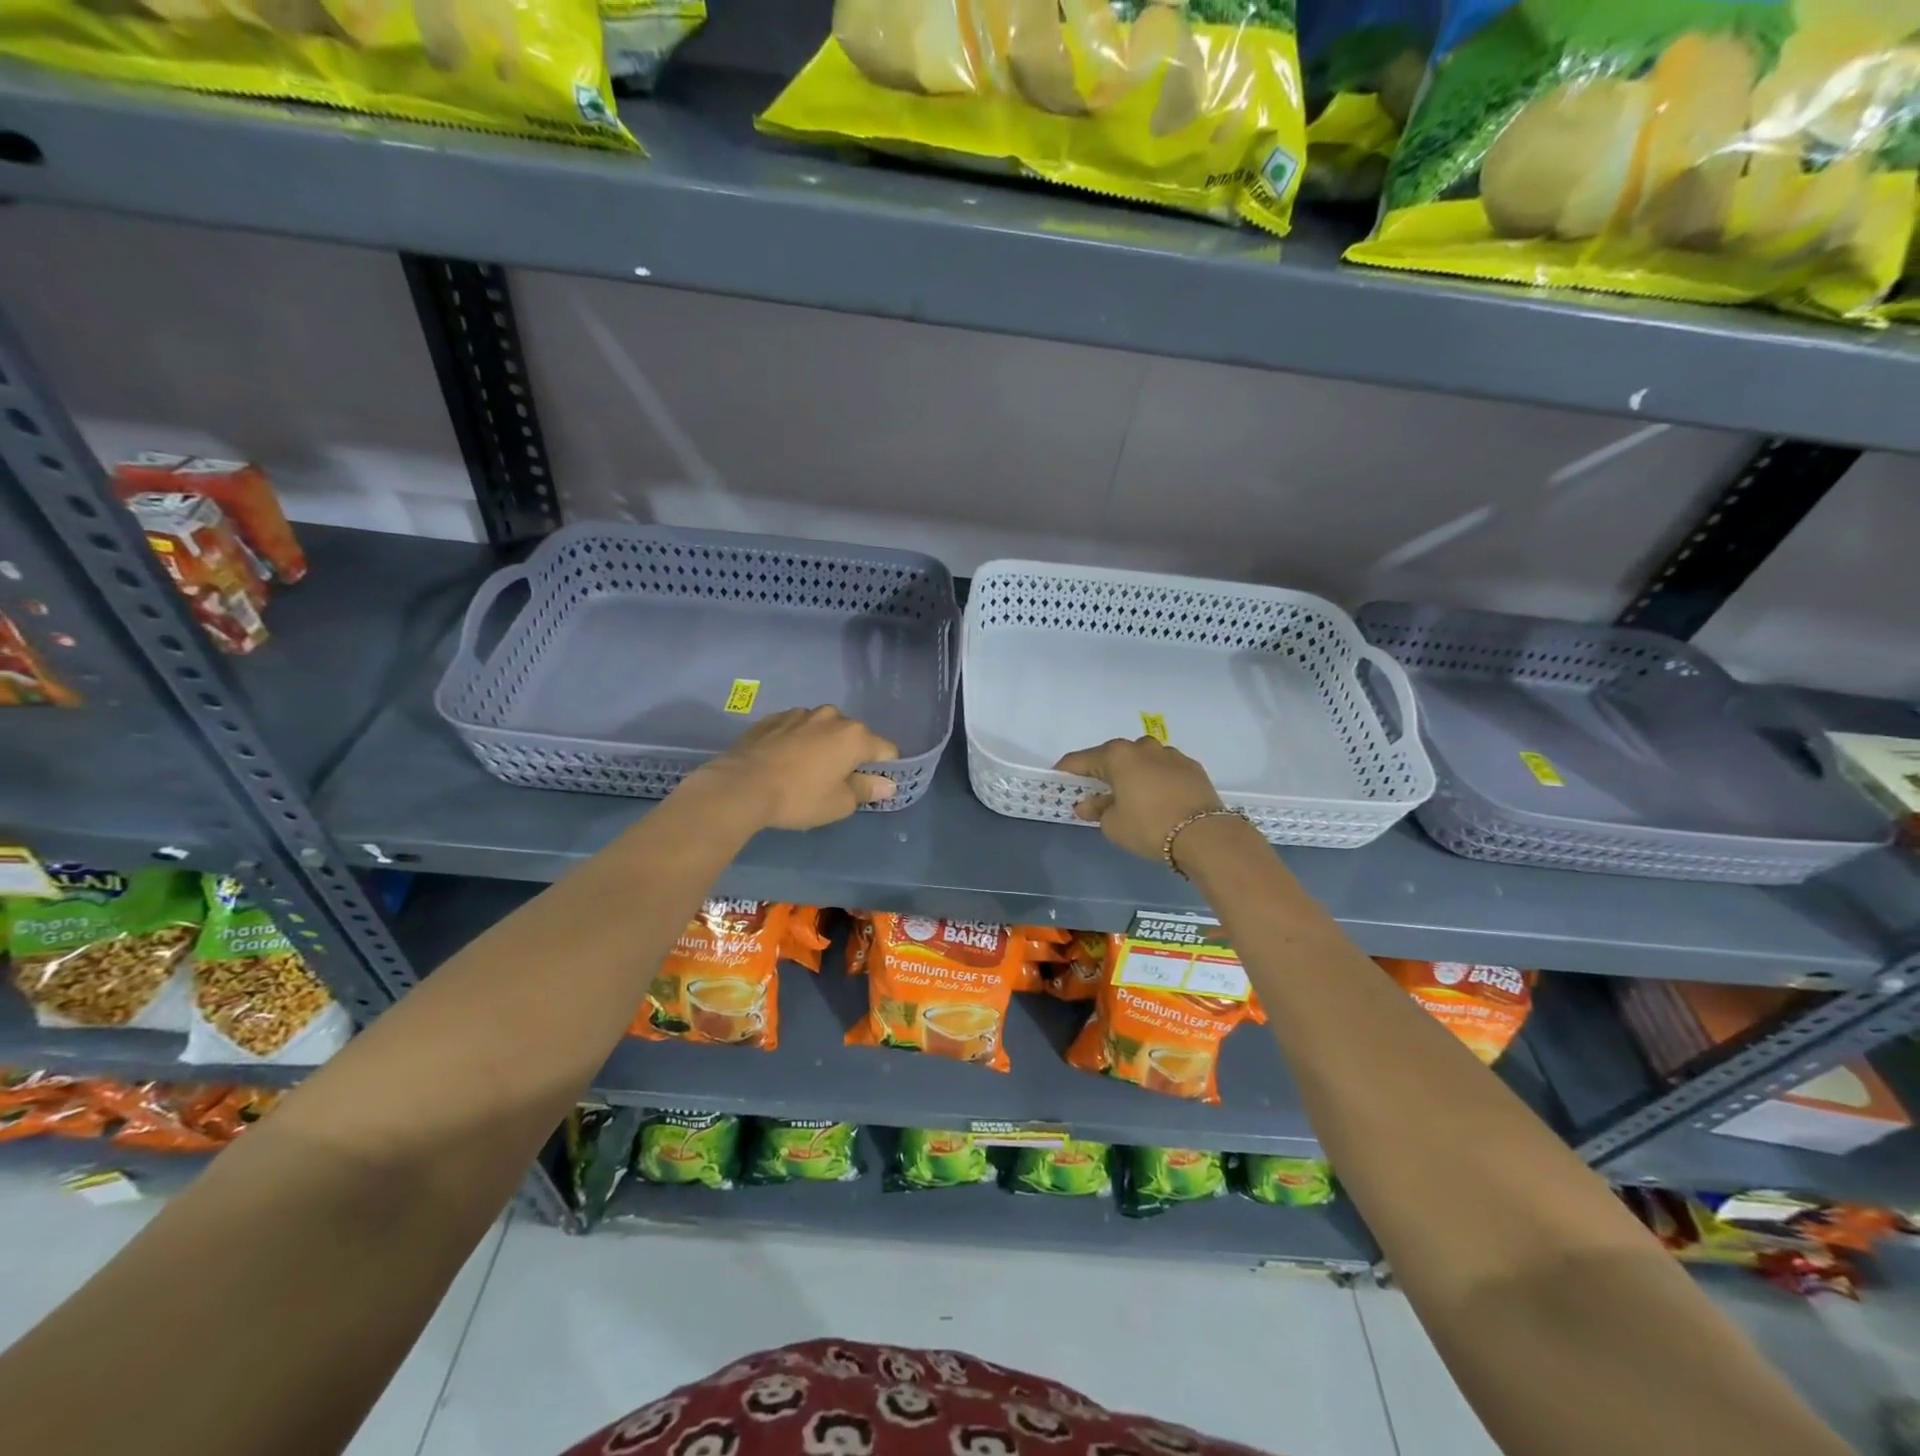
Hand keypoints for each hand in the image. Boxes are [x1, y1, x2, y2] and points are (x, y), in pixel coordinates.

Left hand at [694, 706, 899, 829]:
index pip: (886, 749)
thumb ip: (866, 790)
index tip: (873, 785)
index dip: (885, 768)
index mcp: (854, 736)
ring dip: (822, 744)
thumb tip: (887, 785)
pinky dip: (796, 741)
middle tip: (837, 780)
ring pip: (823, 728)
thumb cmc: (799, 798)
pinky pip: (795, 728)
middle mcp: (831, 717)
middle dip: (851, 754)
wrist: (740, 786)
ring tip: (806, 769)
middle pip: (854, 735)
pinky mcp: (772, 718)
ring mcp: (799, 714)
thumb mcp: (839, 803)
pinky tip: (784, 761)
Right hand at [1054, 736, 1225, 863]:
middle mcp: (1142, 747)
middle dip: (1101, 771)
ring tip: (1129, 794)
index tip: (1057, 778)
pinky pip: (1163, 769)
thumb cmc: (1149, 827)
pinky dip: (1154, 779)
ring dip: (1131, 773)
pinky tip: (1156, 797)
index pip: (1080, 760)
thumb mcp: (1113, 825)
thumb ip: (1097, 810)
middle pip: (1112, 756)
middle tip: (1094, 790)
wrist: (1205, 835)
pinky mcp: (1191, 766)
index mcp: (1117, 756)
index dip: (1066, 770)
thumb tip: (1087, 805)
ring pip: (1141, 760)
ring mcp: (1169, 754)